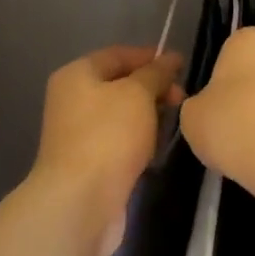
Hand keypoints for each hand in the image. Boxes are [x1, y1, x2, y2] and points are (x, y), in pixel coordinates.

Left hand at [32, 46, 184, 255]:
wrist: (80, 200)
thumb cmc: (109, 136)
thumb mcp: (137, 94)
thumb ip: (156, 73)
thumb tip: (170, 58)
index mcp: (77, 75)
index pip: (118, 55)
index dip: (150, 57)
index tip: (182, 67)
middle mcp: (72, 100)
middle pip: (119, 84)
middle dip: (153, 88)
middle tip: (182, 99)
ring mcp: (78, 133)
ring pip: (121, 115)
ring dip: (148, 117)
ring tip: (173, 123)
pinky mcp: (88, 162)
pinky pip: (119, 141)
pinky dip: (138, 141)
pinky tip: (155, 149)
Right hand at [179, 27, 254, 190]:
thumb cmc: (231, 124)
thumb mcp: (191, 116)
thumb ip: (198, 105)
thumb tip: (208, 109)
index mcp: (248, 39)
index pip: (228, 52)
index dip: (218, 81)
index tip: (213, 106)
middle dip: (246, 95)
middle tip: (230, 126)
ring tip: (252, 147)